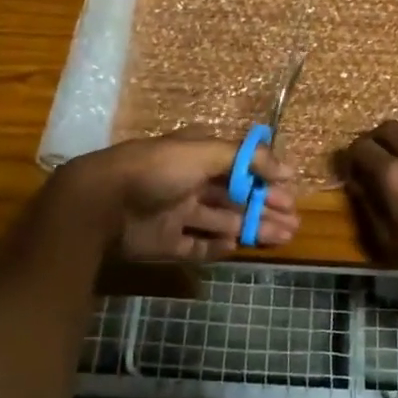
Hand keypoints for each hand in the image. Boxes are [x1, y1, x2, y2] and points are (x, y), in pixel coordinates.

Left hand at [58, 131, 299, 261]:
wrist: (103, 203)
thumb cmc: (158, 169)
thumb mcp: (205, 152)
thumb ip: (246, 159)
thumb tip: (286, 169)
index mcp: (198, 155)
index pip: (240, 166)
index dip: (266, 178)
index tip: (291, 191)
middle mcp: (190, 181)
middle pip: (236, 196)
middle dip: (265, 206)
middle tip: (294, 221)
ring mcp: (177, 213)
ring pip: (223, 221)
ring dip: (253, 227)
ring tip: (283, 236)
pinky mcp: (166, 242)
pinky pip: (198, 245)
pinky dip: (218, 246)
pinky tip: (238, 246)